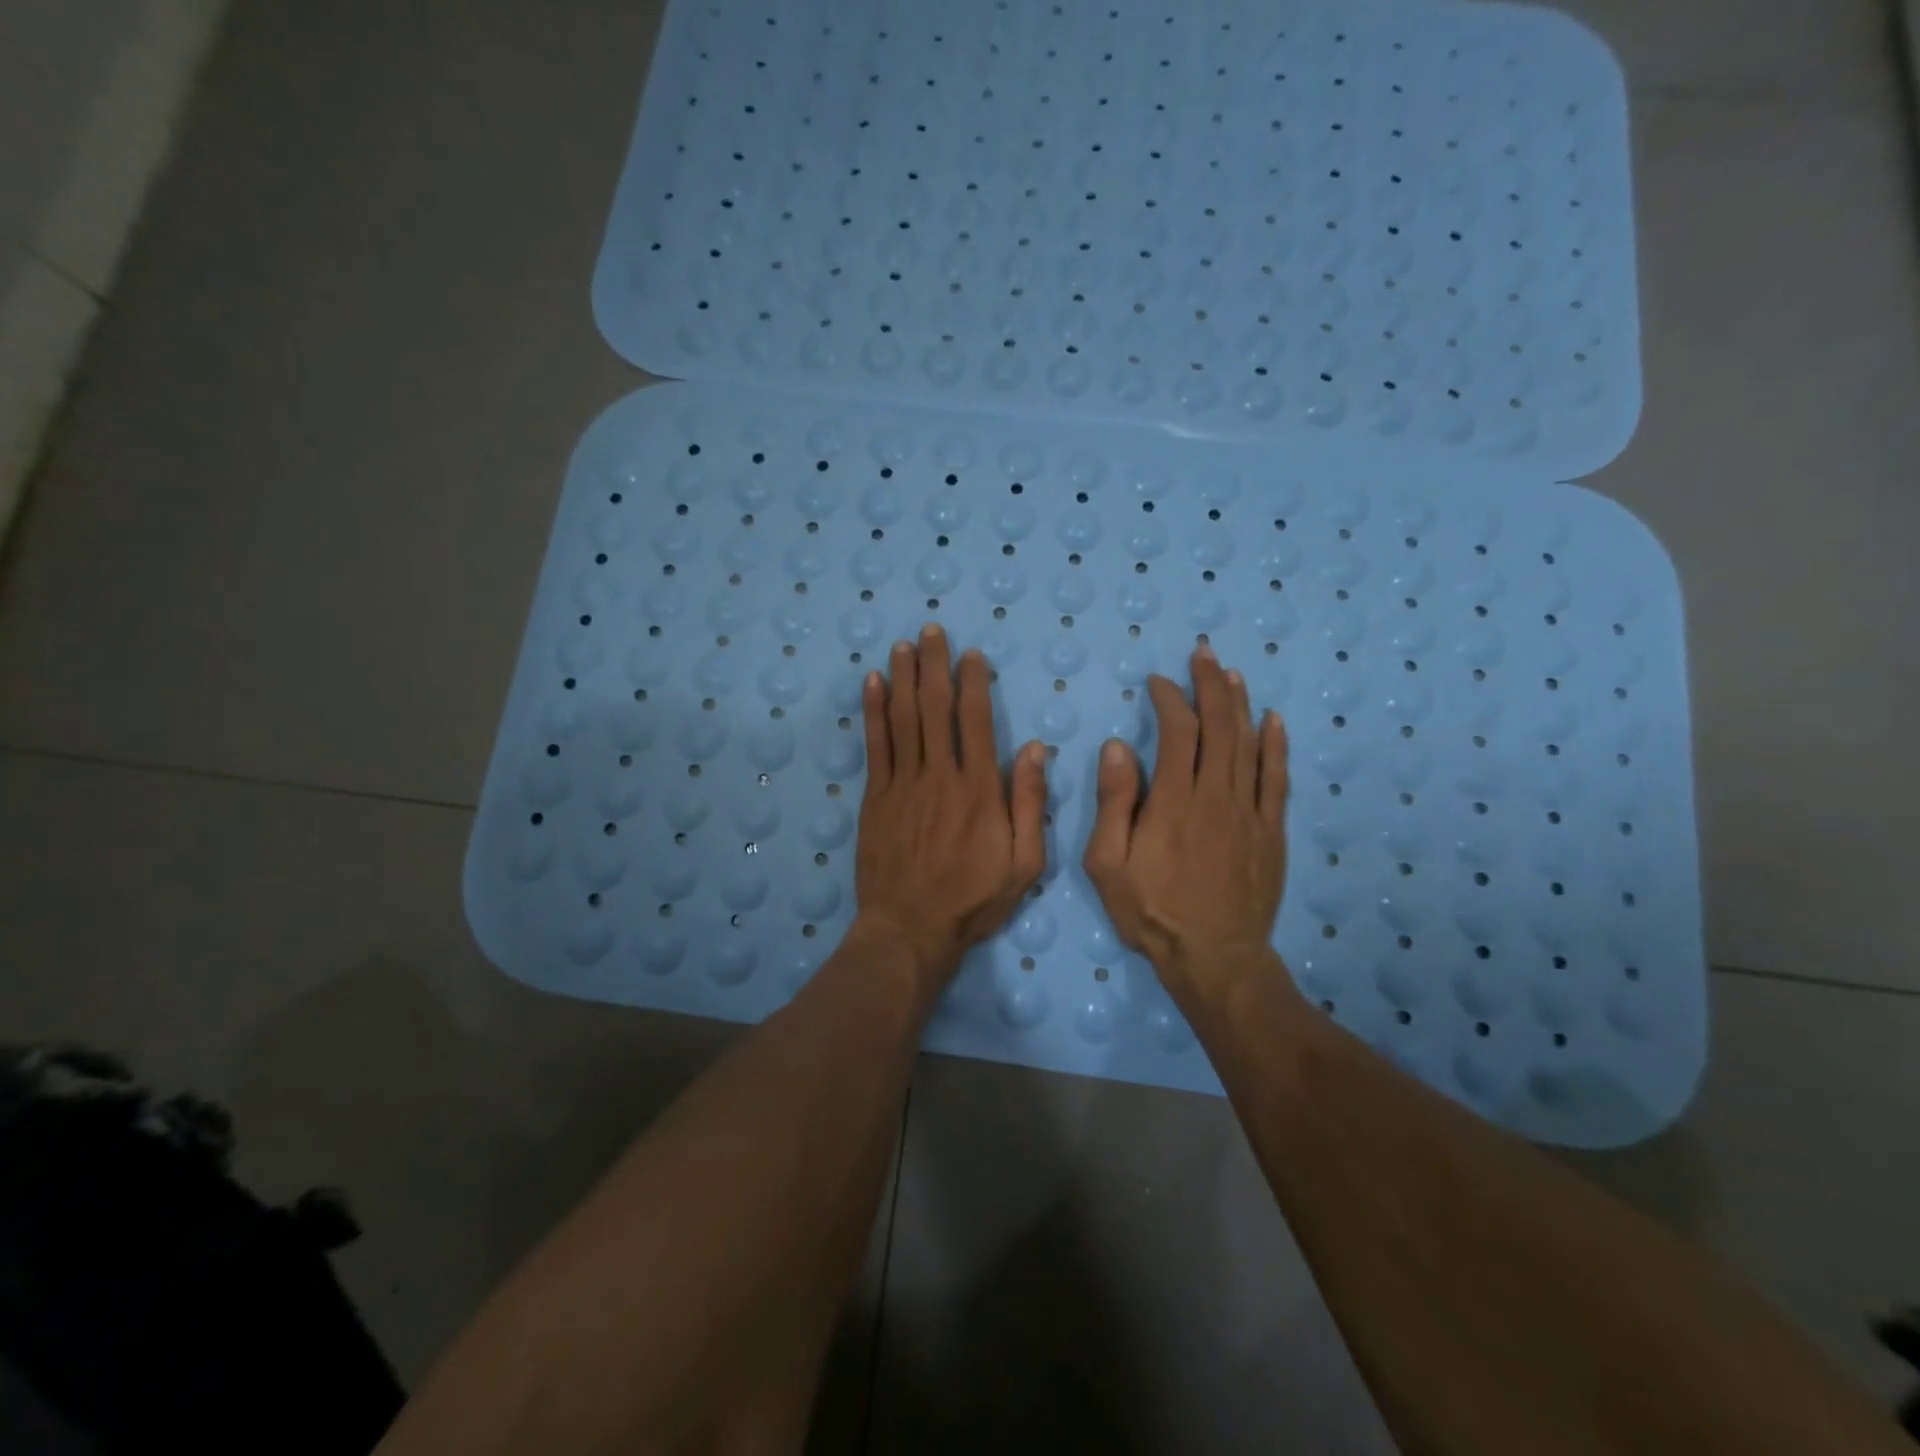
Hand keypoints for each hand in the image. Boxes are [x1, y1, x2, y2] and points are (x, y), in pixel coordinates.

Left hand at [855, 624, 1047, 990]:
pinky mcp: (875, 798)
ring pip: (904, 718)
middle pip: (936, 708)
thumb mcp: (1024, 864)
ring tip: (904, 644)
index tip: (971, 655)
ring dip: (904, 677)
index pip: (976, 721)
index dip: (973, 683)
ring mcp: (902, 784)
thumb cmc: (973, 900)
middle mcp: (939, 776)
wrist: (910, 929)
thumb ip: (1029, 804)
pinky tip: (874, 683)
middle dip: (935, 665)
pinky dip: (874, 711)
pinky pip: (875, 745)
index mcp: (979, 790)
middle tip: (931, 630)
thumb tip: (1033, 748)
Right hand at [1083, 645, 1290, 1014]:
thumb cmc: (1150, 911)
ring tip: (1232, 673)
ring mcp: (1250, 813)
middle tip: (1204, 654)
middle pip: (1219, 726)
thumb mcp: (1107, 862)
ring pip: (1249, 745)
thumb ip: (1114, 801)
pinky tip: (1273, 721)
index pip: (1177, 731)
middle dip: (1210, 685)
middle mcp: (1216, 795)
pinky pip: (1277, 780)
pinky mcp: (1272, 832)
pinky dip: (1276, 746)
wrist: (1214, 958)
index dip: (1169, 699)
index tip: (1157, 682)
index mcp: (1173, 800)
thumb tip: (1118, 746)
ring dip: (1240, 704)